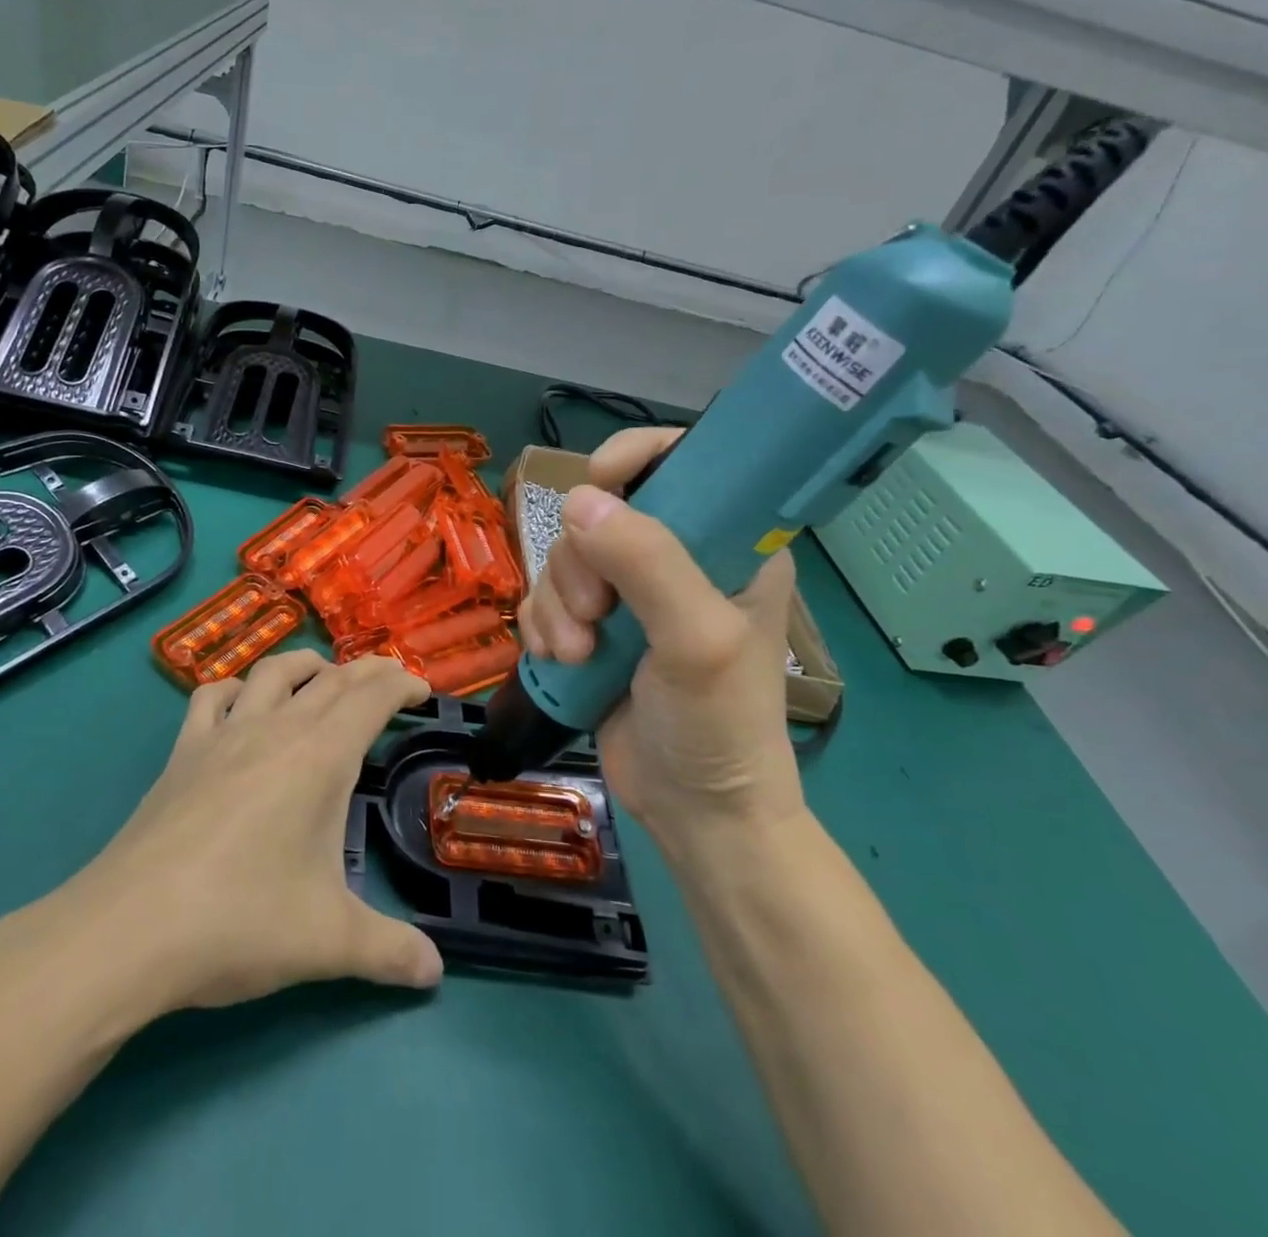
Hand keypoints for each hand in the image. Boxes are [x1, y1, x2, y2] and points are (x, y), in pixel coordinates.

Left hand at [51, 651, 442, 1011]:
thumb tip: (433, 971)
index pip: (371, 697)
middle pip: (331, 678)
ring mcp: (224, 735)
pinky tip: (242, 704)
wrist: (129, 929)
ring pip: (272, 672)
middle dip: (368, 672)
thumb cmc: (241, 922)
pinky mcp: (183, 752)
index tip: (422, 692)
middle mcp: (275, 729)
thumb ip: (390, 951)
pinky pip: (212, 697)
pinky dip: (237, 688)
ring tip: (324, 679)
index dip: (402, 685)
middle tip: (391, 683)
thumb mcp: (329, 942)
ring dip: (307, 666)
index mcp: (320, 757)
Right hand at [518, 427, 802, 847]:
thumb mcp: (697, 640)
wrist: (695, 812)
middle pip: (600, 513)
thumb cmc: (718, 724)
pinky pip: (543, 598)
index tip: (600, 481)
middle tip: (596, 616)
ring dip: (557, 605)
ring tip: (578, 654)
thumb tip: (579, 500)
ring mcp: (628, 595)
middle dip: (582, 563)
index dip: (637, 456)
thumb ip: (648, 563)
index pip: (683, 461)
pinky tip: (558, 660)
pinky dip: (540, 626)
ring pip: (564, 558)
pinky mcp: (591, 628)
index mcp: (726, 543)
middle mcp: (674, 558)